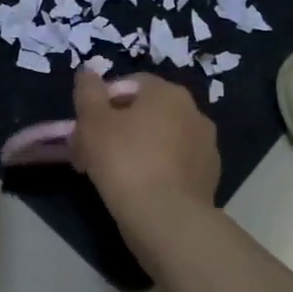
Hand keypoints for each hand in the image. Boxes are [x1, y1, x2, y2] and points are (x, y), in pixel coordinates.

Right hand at [69, 69, 220, 249]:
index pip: (130, 84)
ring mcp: (205, 147)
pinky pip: (172, 166)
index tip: (84, 125)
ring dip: (134, 149)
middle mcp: (194, 113)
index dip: (102, 101)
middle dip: (116, 128)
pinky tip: (135, 190)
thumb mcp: (92, 121)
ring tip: (108, 174)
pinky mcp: (208, 179)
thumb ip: (87, 91)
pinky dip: (154, 171)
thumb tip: (87, 71)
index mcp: (168, 93)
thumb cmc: (124, 160)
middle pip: (145, 112)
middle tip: (90, 151)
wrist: (166, 220)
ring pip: (159, 140)